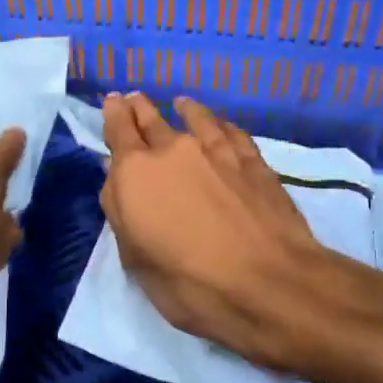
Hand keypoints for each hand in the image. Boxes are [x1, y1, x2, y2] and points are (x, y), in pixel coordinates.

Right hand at [100, 93, 331, 373]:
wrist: (269, 283)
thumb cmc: (190, 284)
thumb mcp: (137, 260)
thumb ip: (120, 211)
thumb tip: (114, 174)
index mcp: (136, 174)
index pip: (118, 130)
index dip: (114, 114)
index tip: (113, 101)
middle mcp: (173, 150)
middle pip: (151, 119)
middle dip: (140, 108)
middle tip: (135, 98)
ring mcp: (217, 150)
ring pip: (194, 117)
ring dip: (183, 109)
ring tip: (180, 103)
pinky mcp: (252, 159)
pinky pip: (230, 131)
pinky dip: (220, 124)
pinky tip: (222, 125)